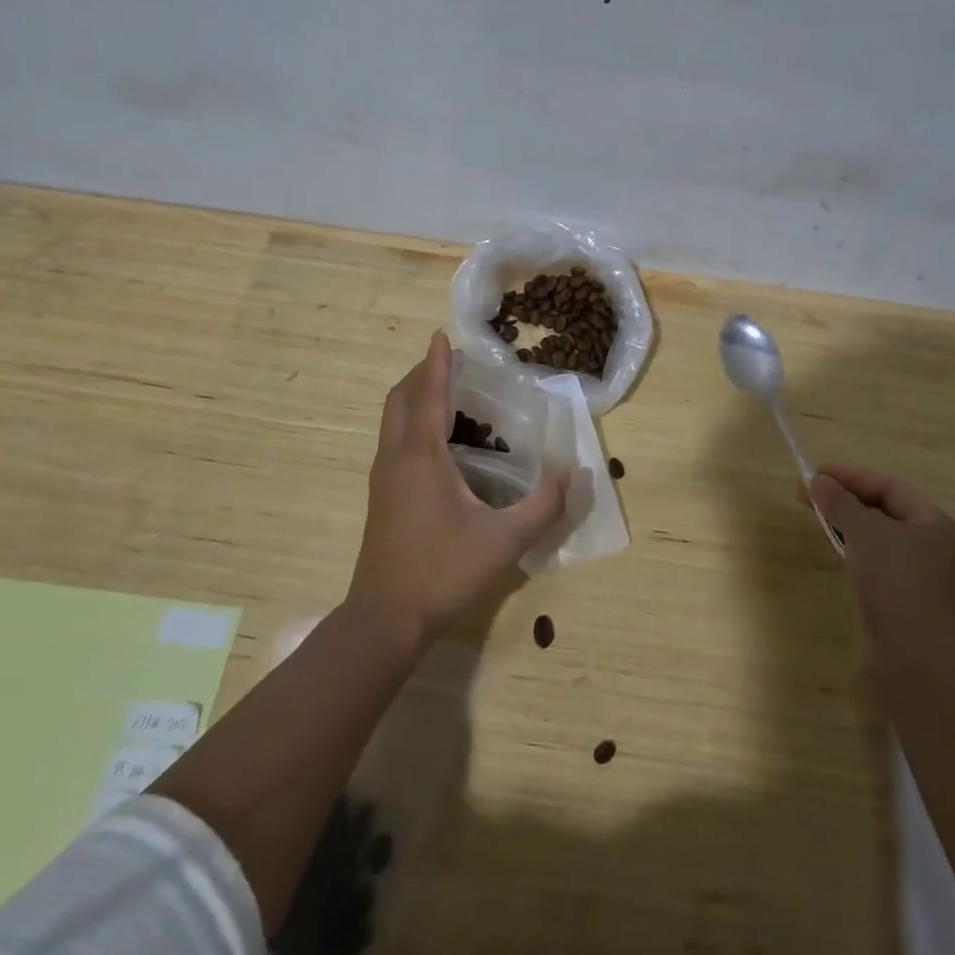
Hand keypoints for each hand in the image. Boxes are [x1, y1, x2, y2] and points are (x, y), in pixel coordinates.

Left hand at [347, 332, 565, 651]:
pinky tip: (434, 439)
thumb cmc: (443, 572)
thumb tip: (574, 472)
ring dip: (413, 395)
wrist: (385, 618)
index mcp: (421, 456)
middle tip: (449, 361)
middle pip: (401, 398)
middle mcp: (396, 457)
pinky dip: (409, 419)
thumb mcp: (504, 541)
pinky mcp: (380, 495)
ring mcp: (382, 477)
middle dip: (422, 373)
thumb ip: (544, 506)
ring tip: (443, 390)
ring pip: (392, 419)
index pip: (429, 394)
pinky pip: (392, 438)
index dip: (437, 363)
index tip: (442, 335)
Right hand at [808, 463, 954, 653]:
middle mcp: (940, 549)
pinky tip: (841, 555)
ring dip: (852, 527)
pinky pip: (884, 566)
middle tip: (812, 495)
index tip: (816, 473)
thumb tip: (817, 482)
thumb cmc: (896, 580)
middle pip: (888, 512)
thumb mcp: (864, 531)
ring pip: (884, 541)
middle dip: (848, 500)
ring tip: (822, 521)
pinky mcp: (914, 606)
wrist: (917, 656)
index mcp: (938, 525)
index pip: (891, 487)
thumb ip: (840, 502)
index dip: (851, 476)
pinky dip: (860, 554)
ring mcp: (929, 580)